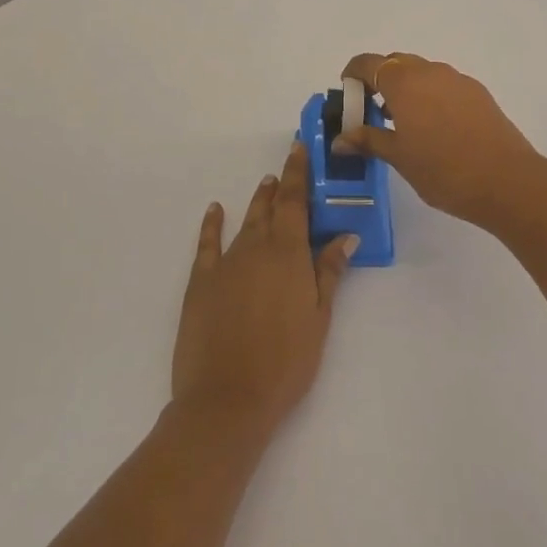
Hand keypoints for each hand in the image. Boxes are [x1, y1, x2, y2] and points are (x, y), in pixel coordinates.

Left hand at [171, 141, 358, 438]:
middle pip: (269, 208)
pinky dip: (212, 224)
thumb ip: (329, 273)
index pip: (294, 201)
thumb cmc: (286, 362)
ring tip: (265, 186)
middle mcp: (255, 248)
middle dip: (279, 186)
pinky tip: (216, 210)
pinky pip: (207, 243)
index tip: (299, 149)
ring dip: (256, 202)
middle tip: (285, 170)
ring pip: (244, 222)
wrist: (228, 397)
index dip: (297, 173)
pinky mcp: (200, 282)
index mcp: (288, 254)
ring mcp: (225, 264)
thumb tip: (345, 236)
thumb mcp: (318, 318)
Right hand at [335, 53, 546, 232]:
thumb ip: (368, 141)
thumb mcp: (399, 158)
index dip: (353, 75)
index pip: (368, 63)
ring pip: (422, 73)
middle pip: (395, 63)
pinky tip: (435, 129)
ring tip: (404, 125)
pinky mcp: (479, 93)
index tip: (348, 97)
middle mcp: (430, 72)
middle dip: (379, 82)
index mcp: (404, 83)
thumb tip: (339, 140)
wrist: (508, 181)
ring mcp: (458, 80)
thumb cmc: (444, 170)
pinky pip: (444, 85)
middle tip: (373, 114)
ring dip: (407, 89)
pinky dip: (430, 97)